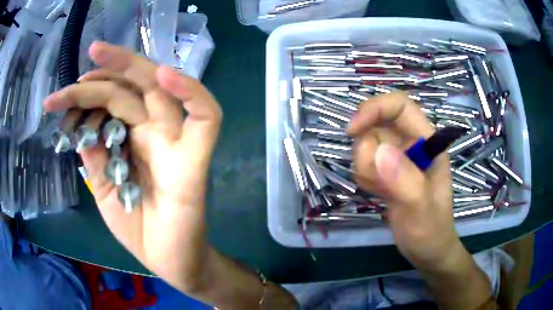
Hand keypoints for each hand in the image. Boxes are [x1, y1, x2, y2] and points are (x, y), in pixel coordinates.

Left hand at [44, 42, 221, 290]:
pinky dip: (191, 92)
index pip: (114, 100)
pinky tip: (164, 76)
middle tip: (91, 51)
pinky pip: (207, 117)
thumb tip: (82, 124)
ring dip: (134, 67)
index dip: (90, 90)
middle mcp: (155, 133)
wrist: (170, 262)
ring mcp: (177, 143)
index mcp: (133, 140)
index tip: (65, 93)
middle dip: (110, 66)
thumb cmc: (137, 229)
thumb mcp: (103, 189)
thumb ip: (95, 155)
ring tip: (101, 55)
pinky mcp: (196, 160)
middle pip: (136, 86)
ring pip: (163, 91)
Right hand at [347, 92, 461, 270]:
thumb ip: (406, 181)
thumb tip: (379, 152)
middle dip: (368, 154)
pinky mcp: (386, 170)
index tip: (352, 131)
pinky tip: (380, 195)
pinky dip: (365, 179)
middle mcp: (411, 143)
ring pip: (365, 145)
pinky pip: (363, 163)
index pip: (400, 105)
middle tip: (379, 184)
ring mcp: (397, 156)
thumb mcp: (421, 210)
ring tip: (384, 193)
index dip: (375, 108)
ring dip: (366, 171)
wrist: (427, 249)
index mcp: (427, 141)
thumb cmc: (431, 230)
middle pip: (375, 126)